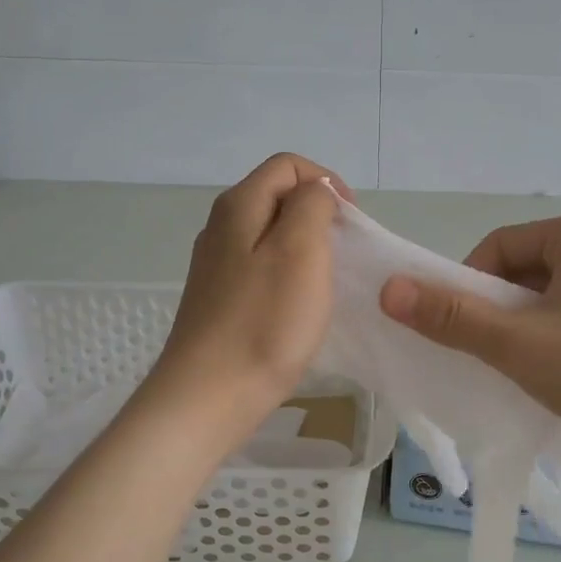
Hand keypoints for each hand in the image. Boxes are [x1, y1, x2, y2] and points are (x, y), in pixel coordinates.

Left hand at [147, 154, 342, 442]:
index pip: (288, 166)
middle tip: (344, 253)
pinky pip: (261, 268)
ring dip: (306, 247)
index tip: (351, 223)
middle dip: (318, 215)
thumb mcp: (301, 249)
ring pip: (271, 234)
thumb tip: (315, 193)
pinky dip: (288, 275)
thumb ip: (312, 205)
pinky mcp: (219, 298)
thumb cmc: (264, 321)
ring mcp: (216, 265)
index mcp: (239, 205)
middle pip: (278, 197)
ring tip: (327, 281)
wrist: (209, 396)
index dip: (327, 182)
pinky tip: (298, 307)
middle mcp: (221, 227)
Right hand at [378, 208, 560, 449]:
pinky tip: (559, 371)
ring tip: (527, 368)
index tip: (466, 331)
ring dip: (524, 328)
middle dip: (499, 312)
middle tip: (495, 354)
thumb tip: (389, 289)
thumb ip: (452, 316)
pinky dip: (553, 336)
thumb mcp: (519, 344)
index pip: (498, 247)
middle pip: (521, 271)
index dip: (470, 287)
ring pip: (546, 295)